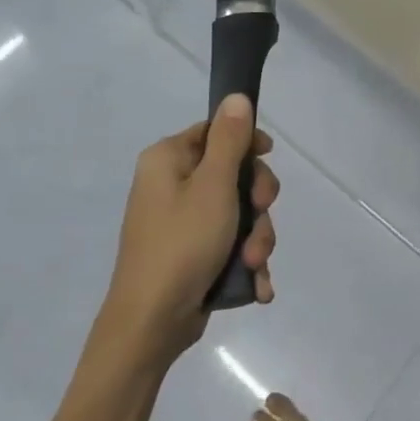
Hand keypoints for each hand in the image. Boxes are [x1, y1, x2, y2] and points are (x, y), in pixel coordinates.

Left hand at [100, 94, 279, 366]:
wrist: (151, 324)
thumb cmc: (182, 244)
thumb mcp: (214, 186)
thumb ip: (230, 140)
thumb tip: (237, 96)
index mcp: (168, 160)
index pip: (215, 131)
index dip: (247, 143)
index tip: (268, 158)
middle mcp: (172, 185)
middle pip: (234, 174)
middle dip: (257, 203)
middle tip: (260, 217)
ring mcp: (183, 222)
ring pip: (239, 213)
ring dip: (256, 237)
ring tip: (253, 264)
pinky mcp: (193, 253)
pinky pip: (230, 243)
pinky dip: (246, 261)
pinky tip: (256, 284)